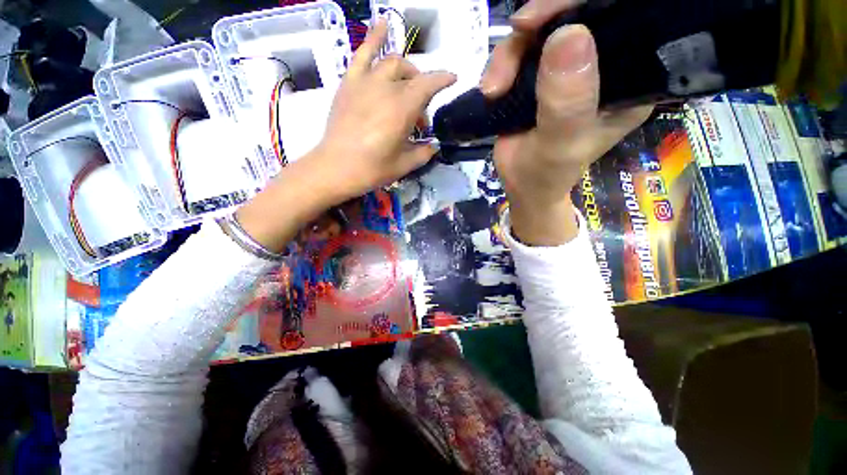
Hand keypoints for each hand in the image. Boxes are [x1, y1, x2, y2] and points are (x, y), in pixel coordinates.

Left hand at [313, 19, 455, 203]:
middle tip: (419, 115)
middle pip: (412, 77)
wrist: (336, 167)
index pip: (429, 84)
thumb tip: (434, 146)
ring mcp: (366, 81)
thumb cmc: (373, 169)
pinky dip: (375, 36)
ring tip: (407, 83)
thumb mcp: (405, 165)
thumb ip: (424, 152)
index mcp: (403, 108)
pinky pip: (362, 53)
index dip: (444, 80)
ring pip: (392, 63)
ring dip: (406, 71)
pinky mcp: (350, 83)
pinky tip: (383, 23)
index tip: (453, 79)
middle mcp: (386, 87)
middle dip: (422, 91)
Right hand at [481, 0, 651, 245]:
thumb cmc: (545, 174)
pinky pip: (521, 49)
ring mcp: (569, 68)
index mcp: (630, 79)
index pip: (628, 19)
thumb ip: (567, 102)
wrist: (520, 186)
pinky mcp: (541, 75)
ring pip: (543, 29)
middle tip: (517, 32)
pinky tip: (491, 91)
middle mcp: (605, 66)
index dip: (591, 3)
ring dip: (511, 53)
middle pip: (582, 13)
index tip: (550, 14)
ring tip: (494, 90)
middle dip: (544, 18)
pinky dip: (501, 64)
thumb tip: (569, 34)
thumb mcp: (559, 145)